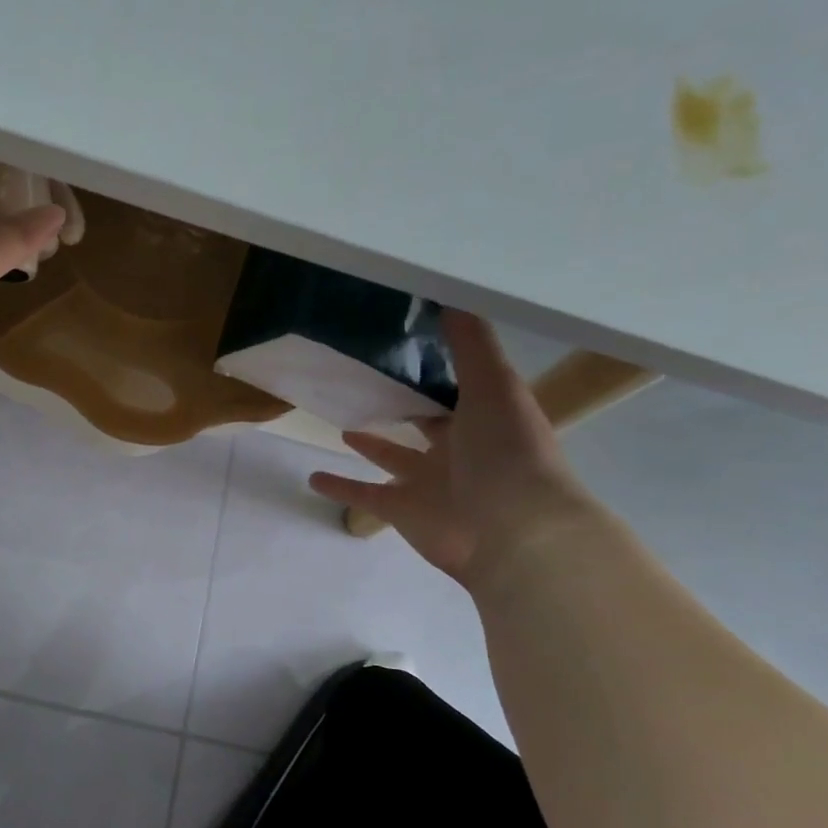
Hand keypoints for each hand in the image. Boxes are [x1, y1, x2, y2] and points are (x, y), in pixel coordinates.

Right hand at [309, 312, 589, 583]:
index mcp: (484, 419)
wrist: (515, 532)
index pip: (457, 389)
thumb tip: (450, 296)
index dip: (434, 370)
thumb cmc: (507, 452)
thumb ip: (471, 344)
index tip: (402, 346)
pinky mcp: (402, 510)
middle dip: (403, 407)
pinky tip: (312, 477)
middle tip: (366, 383)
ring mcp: (428, 483)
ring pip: (393, 458)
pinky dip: (339, 487)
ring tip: (342, 426)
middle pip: (425, 424)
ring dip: (371, 445)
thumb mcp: (493, 386)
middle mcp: (458, 450)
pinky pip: (364, 495)